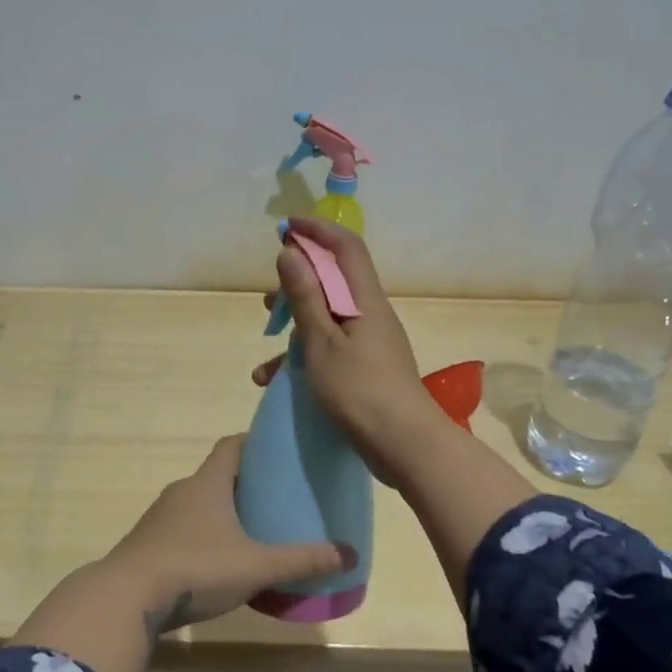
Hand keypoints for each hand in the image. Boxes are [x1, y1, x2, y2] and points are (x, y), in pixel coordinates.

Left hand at [102, 435, 347, 635]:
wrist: (126, 598)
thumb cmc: (196, 568)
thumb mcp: (256, 566)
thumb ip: (301, 560)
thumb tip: (349, 553)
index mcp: (207, 483)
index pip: (231, 445)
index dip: (254, 443)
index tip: (278, 453)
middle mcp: (182, 491)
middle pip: (217, 475)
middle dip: (245, 484)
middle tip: (275, 499)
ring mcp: (160, 518)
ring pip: (198, 504)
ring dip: (222, 512)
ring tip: (251, 532)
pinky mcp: (148, 543)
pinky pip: (182, 529)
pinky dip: (202, 536)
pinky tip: (218, 562)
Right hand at [254, 216, 451, 480]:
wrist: (403, 444)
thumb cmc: (359, 389)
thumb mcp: (322, 342)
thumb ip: (305, 297)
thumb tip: (291, 252)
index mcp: (364, 299)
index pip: (345, 247)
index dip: (317, 230)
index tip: (285, 228)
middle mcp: (370, 313)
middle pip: (334, 280)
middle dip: (299, 281)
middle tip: (270, 297)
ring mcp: (370, 341)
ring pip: (328, 316)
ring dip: (296, 322)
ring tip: (267, 337)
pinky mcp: (366, 367)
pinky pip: (331, 346)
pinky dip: (304, 353)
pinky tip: (275, 378)